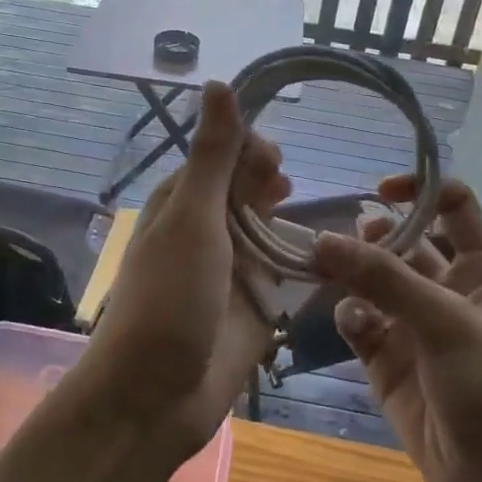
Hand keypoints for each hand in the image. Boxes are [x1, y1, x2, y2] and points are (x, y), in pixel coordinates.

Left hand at [87, 82, 289, 452]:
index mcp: (182, 203)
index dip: (250, 149)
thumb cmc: (168, 300)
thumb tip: (218, 83)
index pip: (222, 155)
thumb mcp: (192, 220)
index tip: (275, 163)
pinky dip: (302, 262)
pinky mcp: (253, 307)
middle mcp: (206, 231)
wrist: (155, 398)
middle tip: (287, 191)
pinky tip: (326, 257)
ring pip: (268, 229)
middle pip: (247, 189)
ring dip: (289, 220)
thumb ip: (212, 157)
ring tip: (309, 219)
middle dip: (270, 182)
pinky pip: (283, 274)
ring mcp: (231, 271)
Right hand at [313, 177, 481, 481]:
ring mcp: (413, 325)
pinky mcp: (385, 360)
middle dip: (372, 236)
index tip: (379, 190)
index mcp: (481, 269)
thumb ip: (383, 278)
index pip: (451, 206)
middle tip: (340, 240)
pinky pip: (358, 322)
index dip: (420, 189)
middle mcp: (446, 289)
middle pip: (402, 241)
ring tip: (328, 271)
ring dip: (351, 273)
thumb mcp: (447, 322)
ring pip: (372, 280)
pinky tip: (353, 324)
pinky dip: (350, 316)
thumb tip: (320, 240)